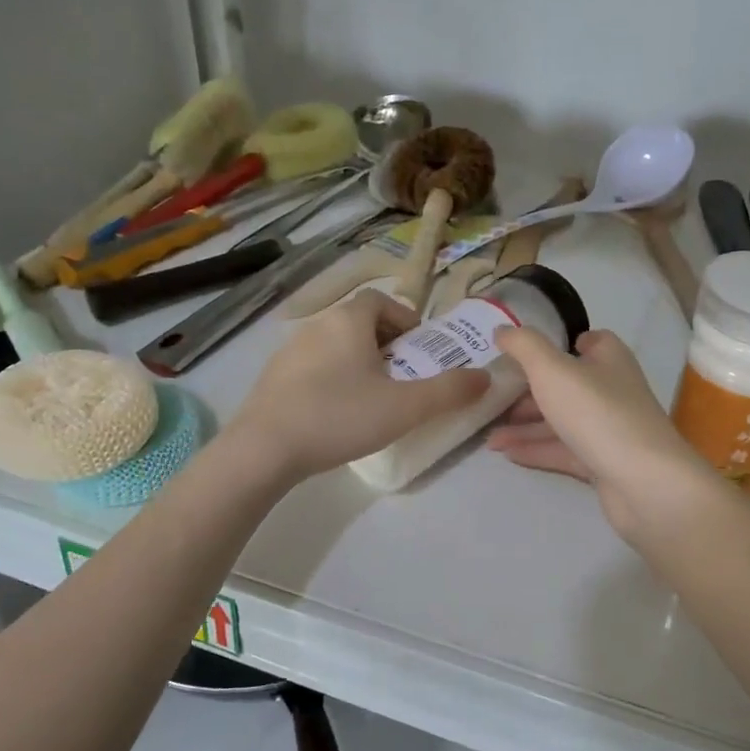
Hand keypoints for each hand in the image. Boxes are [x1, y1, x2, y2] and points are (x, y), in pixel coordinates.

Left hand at [229, 290, 490, 480]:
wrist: (263, 450)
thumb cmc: (340, 417)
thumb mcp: (405, 408)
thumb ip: (449, 391)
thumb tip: (485, 377)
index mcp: (347, 320)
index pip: (380, 301)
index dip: (404, 319)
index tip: (419, 349)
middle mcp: (316, 325)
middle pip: (358, 322)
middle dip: (385, 343)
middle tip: (403, 376)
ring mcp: (288, 351)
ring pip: (334, 345)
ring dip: (357, 362)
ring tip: (373, 397)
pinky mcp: (271, 378)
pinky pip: (312, 367)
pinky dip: (332, 378)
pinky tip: (336, 413)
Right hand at [487, 327, 714, 534]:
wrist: (644, 482)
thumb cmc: (598, 413)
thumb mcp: (552, 370)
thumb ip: (524, 346)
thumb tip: (503, 329)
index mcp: (608, 359)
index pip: (587, 341)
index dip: (556, 343)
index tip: (520, 353)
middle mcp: (611, 390)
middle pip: (566, 384)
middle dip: (529, 391)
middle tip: (492, 398)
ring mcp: (608, 428)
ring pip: (561, 420)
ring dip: (526, 426)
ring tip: (488, 435)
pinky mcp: (603, 462)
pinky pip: (563, 450)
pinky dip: (536, 449)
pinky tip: (506, 454)